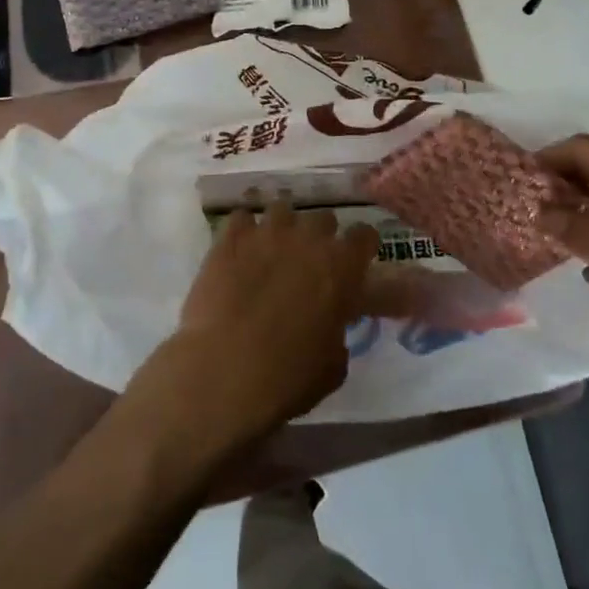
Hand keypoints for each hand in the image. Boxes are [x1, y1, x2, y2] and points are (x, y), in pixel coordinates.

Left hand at [136, 206, 379, 454]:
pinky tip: (239, 252)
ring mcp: (267, 232)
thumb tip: (330, 325)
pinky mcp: (231, 237)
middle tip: (310, 264)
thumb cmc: (287, 377)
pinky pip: (242, 218)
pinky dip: (244, 232)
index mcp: (341, 267)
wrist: (223, 371)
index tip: (354, 263)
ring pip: (283, 210)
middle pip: (323, 218)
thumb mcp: (333, 366)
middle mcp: (308, 238)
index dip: (360, 249)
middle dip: (320, 237)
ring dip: (283, 229)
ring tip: (272, 253)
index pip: (364, 236)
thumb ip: (338, 331)